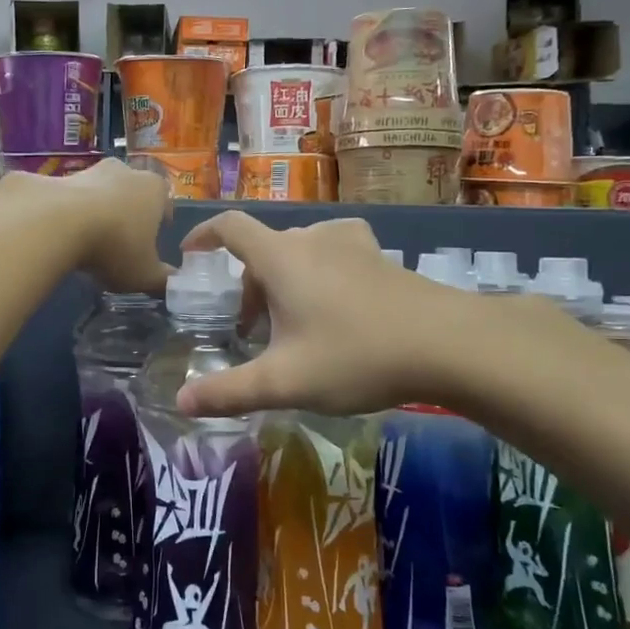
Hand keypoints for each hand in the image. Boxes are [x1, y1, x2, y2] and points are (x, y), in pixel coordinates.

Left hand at [0, 158, 170, 295]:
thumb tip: (175, 285)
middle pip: (132, 193)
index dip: (160, 221)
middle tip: (121, 242)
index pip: (165, 202)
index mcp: (154, 189)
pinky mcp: (58, 177)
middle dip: (128, 214)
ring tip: (89, 241)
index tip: (152, 240)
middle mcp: (125, 171)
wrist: (56, 222)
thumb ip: (163, 281)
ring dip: (98, 211)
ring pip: (100, 193)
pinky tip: (64, 235)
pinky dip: (70, 213)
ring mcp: (90, 171)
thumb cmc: (114, 245)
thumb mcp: (144, 274)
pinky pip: (71, 198)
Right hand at [173, 211, 585, 420]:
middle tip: (250, 330)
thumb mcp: (285, 382)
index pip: (230, 226)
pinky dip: (317, 274)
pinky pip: (332, 255)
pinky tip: (334, 306)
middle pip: (263, 249)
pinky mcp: (380, 256)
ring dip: (282, 282)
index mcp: (281, 257)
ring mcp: (351, 244)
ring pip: (298, 253)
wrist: (448, 343)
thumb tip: (181, 402)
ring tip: (291, 324)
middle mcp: (312, 240)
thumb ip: (229, 391)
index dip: (204, 235)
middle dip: (247, 285)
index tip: (190, 255)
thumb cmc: (355, 355)